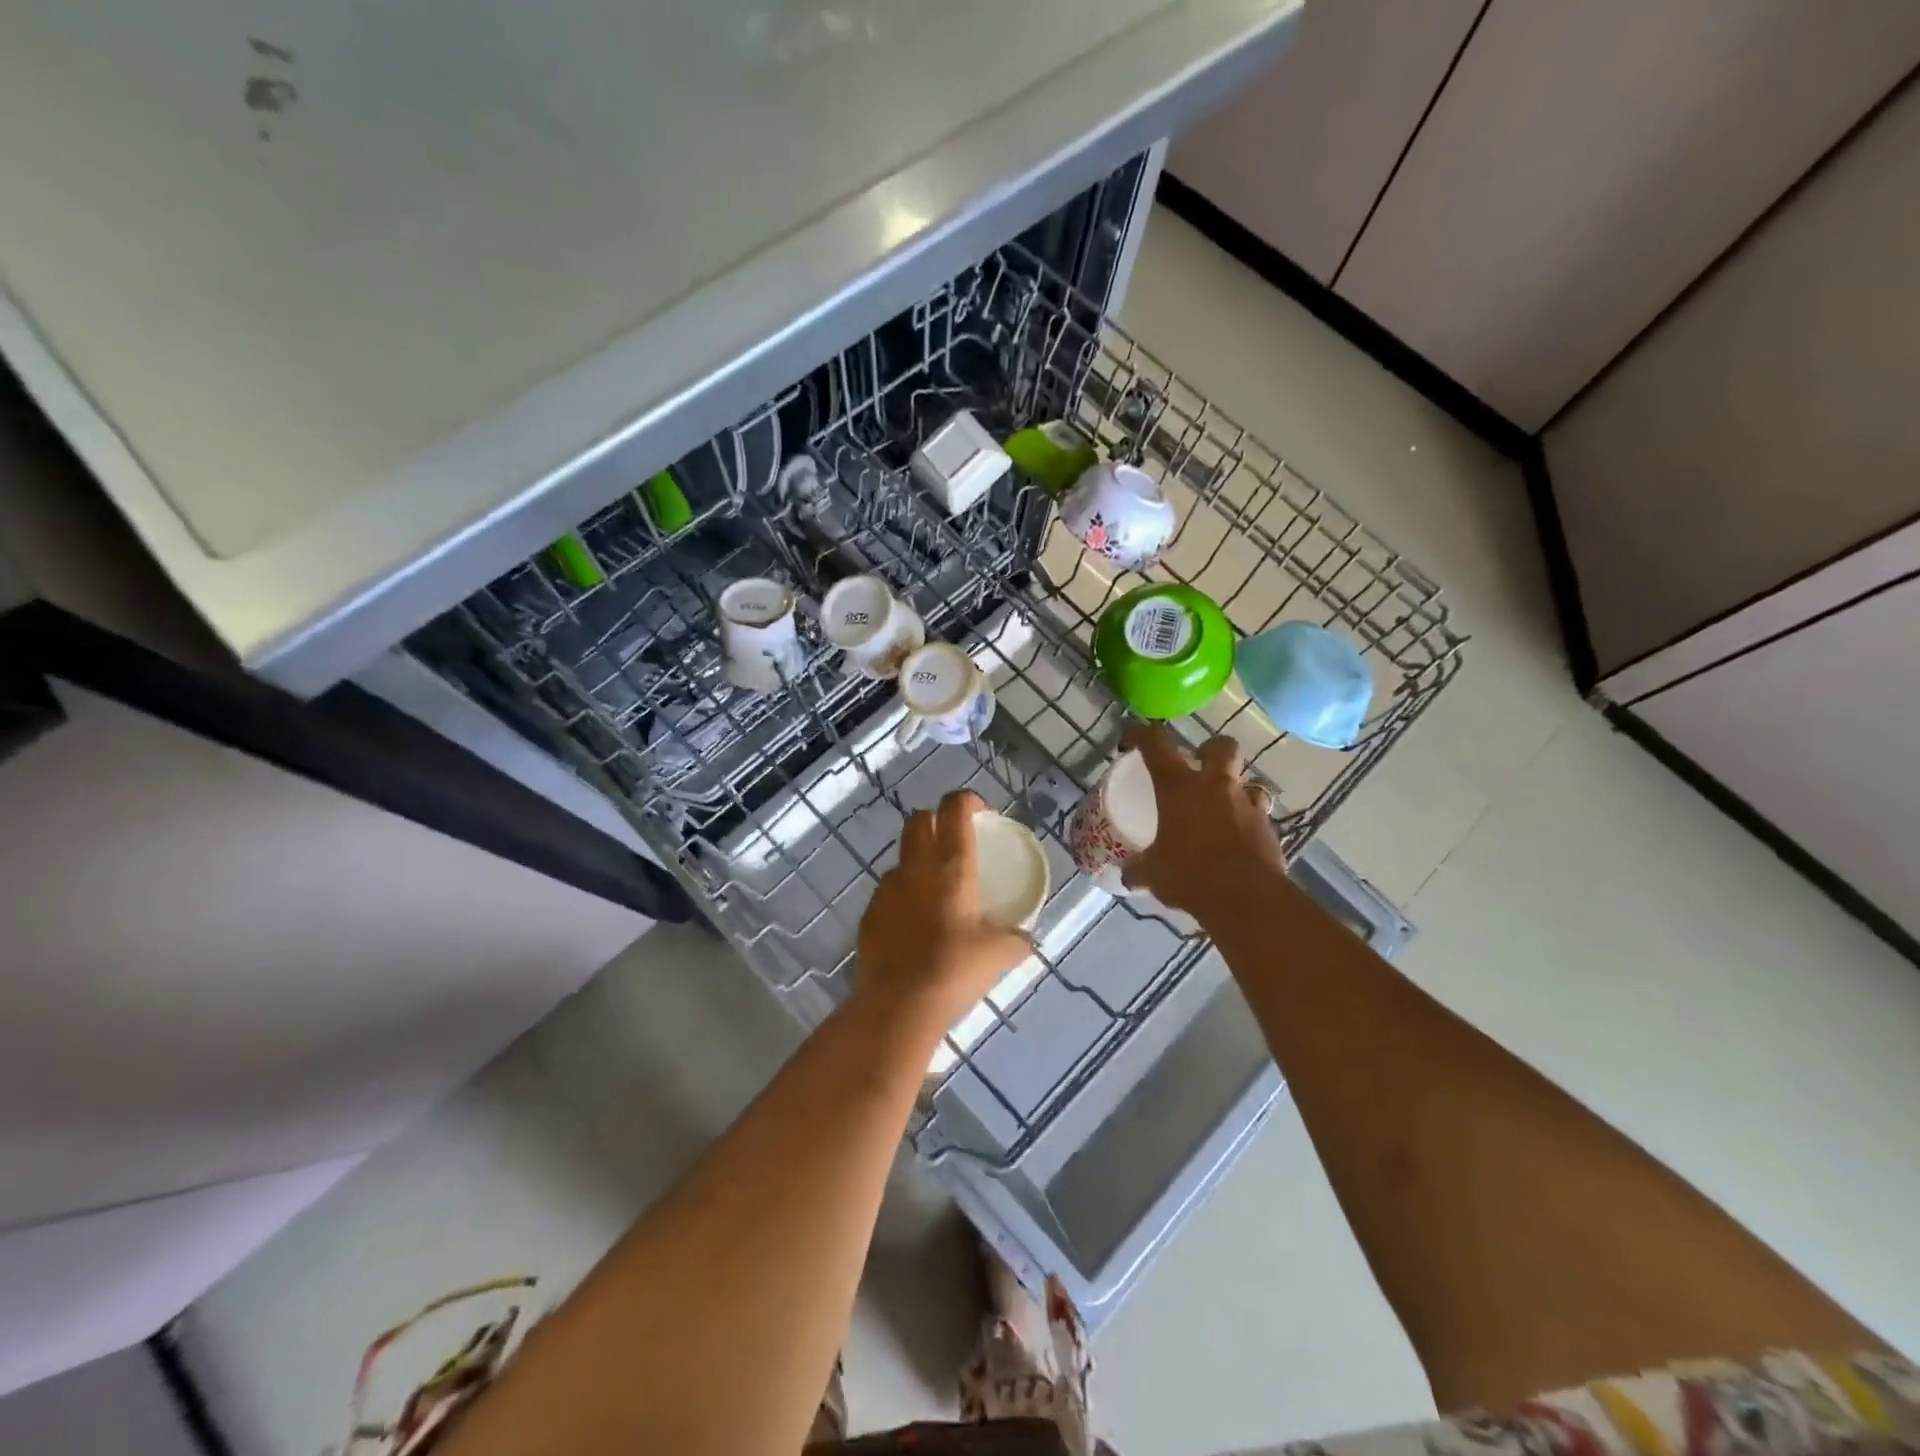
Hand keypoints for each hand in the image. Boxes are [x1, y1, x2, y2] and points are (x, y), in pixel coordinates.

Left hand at [854, 790, 1033, 1035]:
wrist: (898, 1005)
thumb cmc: (955, 969)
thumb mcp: (999, 955)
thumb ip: (1017, 940)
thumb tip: (1028, 940)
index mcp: (951, 866)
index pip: (954, 809)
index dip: (966, 800)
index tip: (980, 812)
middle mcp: (916, 868)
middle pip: (918, 820)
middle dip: (935, 820)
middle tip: (954, 841)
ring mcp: (887, 889)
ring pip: (901, 857)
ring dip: (917, 862)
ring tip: (935, 891)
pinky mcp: (868, 914)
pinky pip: (887, 892)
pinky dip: (902, 897)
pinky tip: (914, 926)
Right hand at [1120, 724, 1287, 921]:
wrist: (1246, 898)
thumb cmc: (1190, 875)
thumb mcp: (1153, 873)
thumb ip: (1140, 869)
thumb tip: (1128, 876)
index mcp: (1178, 787)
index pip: (1156, 744)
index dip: (1141, 733)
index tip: (1131, 737)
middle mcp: (1216, 786)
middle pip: (1221, 746)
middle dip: (1210, 749)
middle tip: (1198, 765)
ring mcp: (1247, 805)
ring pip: (1249, 780)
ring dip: (1237, 788)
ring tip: (1224, 807)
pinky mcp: (1269, 829)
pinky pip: (1259, 815)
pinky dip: (1249, 822)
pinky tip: (1238, 840)